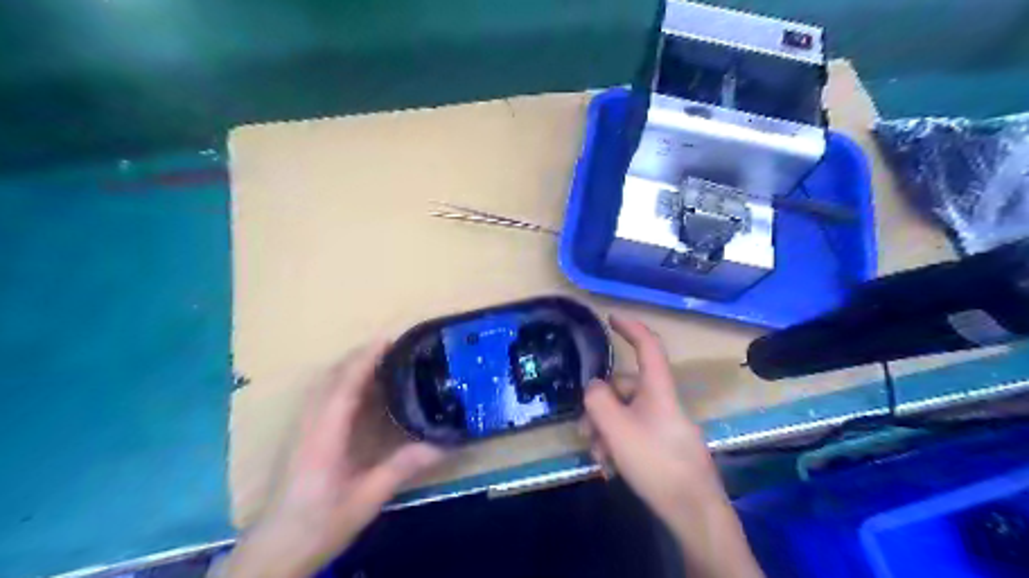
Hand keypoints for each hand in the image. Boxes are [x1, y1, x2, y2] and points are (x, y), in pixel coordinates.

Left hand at [224, 341, 444, 575]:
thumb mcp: (367, 498)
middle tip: (394, 348)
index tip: (390, 340)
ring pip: (323, 384)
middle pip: (332, 376)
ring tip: (379, 362)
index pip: (345, 383)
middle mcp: (310, 423)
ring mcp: (302, 429)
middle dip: (360, 356)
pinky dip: (341, 381)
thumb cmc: (319, 524)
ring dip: (349, 366)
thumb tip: (442, 444)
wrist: (273, 551)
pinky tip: (358, 391)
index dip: (366, 358)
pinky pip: (321, 396)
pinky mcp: (301, 437)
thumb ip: (403, 467)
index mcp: (325, 433)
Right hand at [577, 317, 762, 576]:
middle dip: (600, 406)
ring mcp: (663, 424)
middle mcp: (662, 401)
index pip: (648, 345)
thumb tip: (593, 387)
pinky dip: (618, 443)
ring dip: (605, 430)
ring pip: (625, 413)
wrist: (692, 509)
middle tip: (585, 431)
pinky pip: (634, 432)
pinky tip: (611, 466)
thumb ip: (598, 401)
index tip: (611, 318)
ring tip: (599, 456)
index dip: (630, 327)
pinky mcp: (663, 444)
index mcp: (657, 388)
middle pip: (625, 388)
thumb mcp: (616, 428)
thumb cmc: (655, 461)